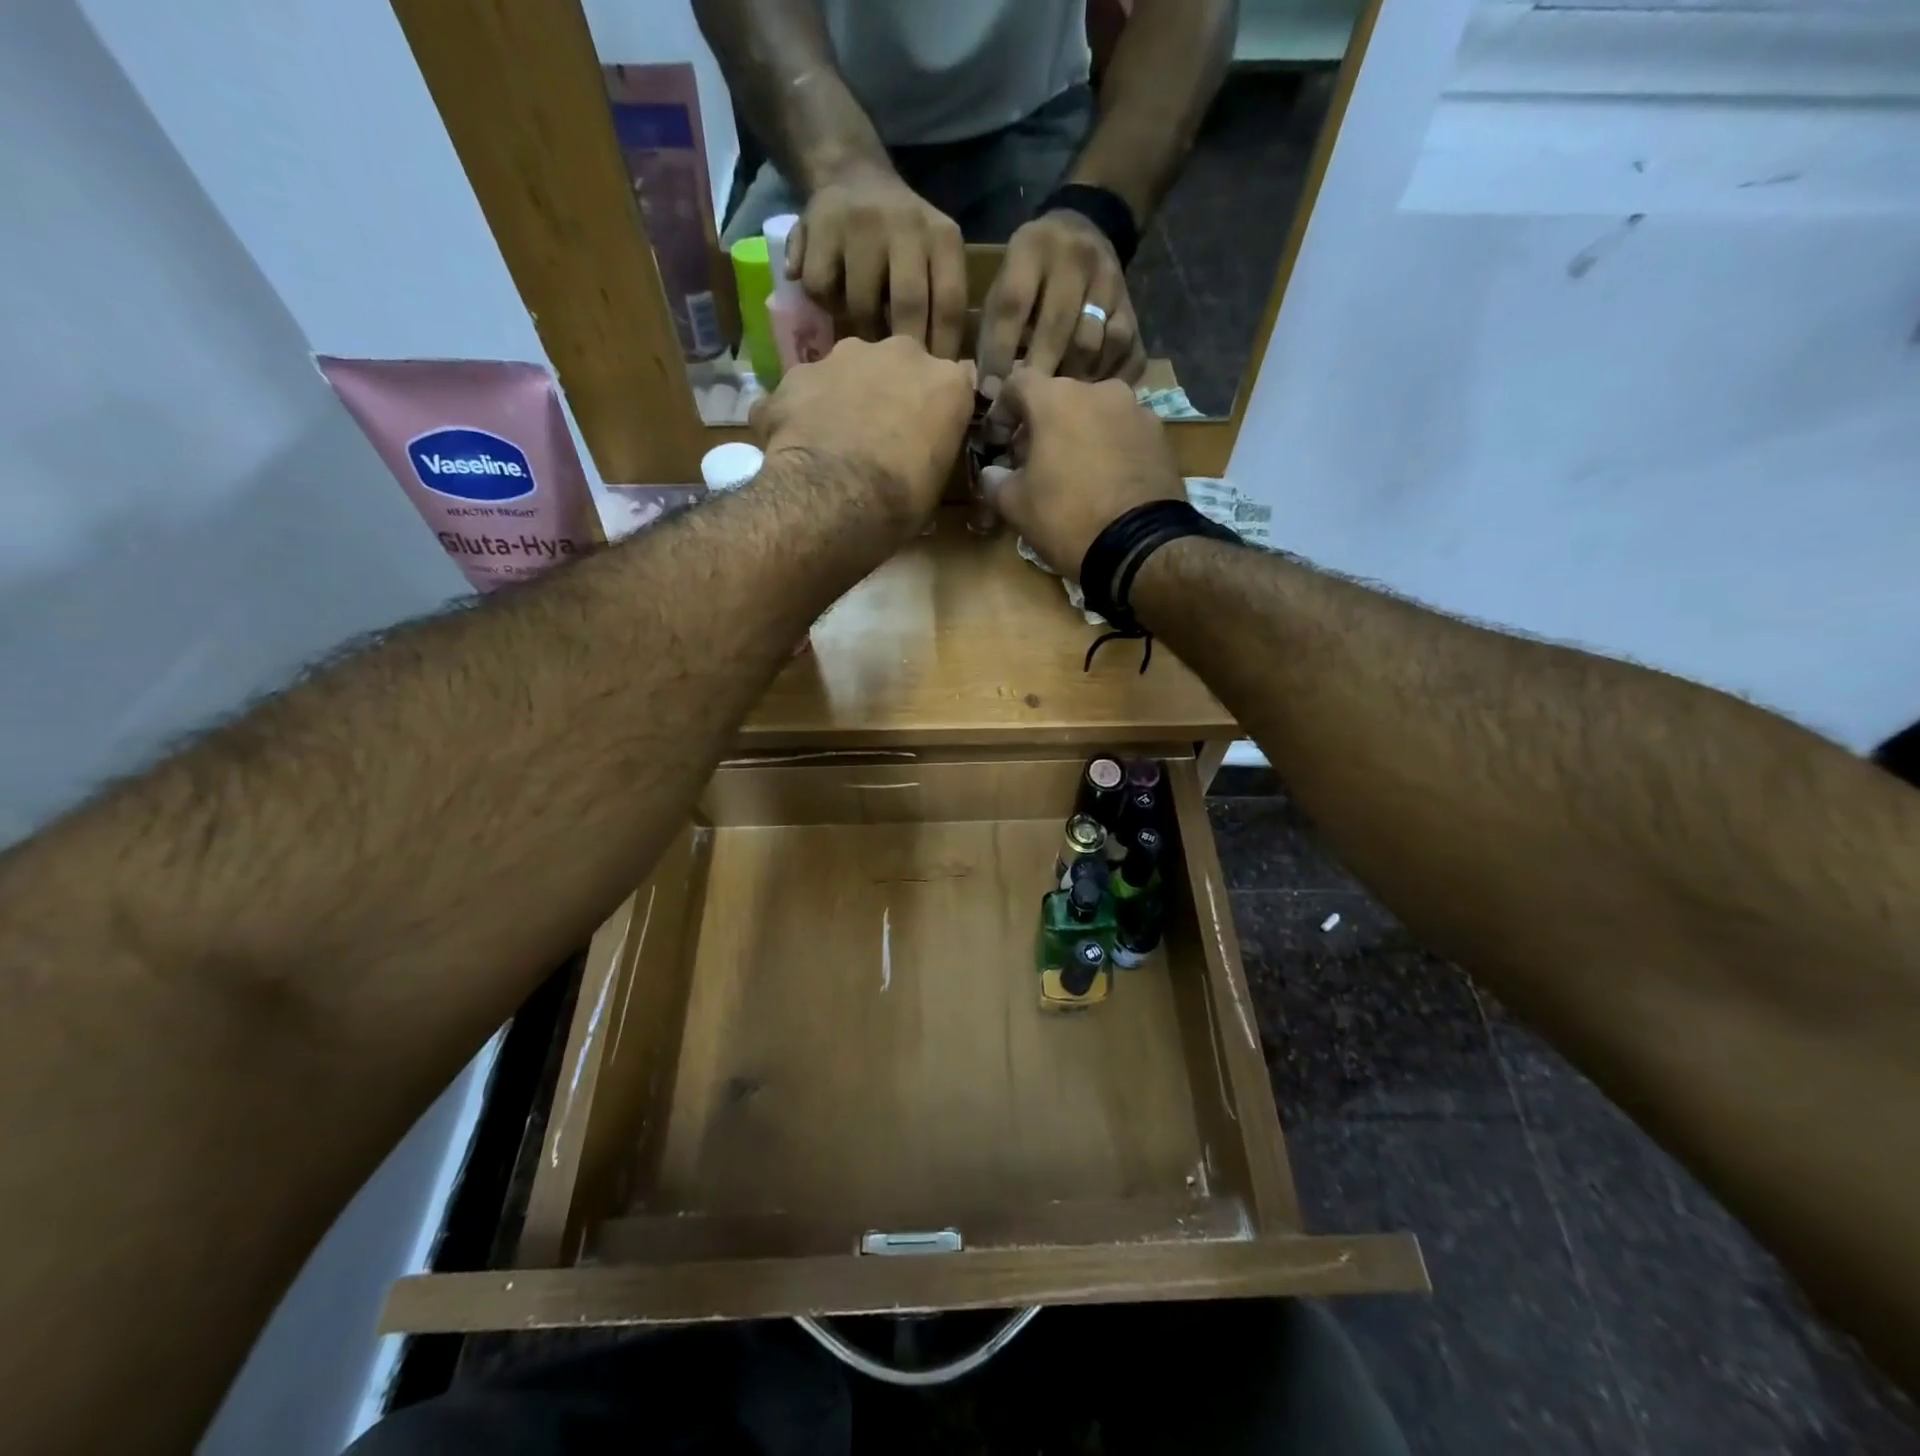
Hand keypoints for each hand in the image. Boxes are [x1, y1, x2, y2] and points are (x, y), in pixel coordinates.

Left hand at [750, 336, 975, 529]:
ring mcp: (847, 355)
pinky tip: (799, 444)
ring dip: (847, 395)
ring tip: (835, 440)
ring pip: (851, 370)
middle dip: (891, 393)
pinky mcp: (801, 371)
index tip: (927, 436)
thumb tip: (919, 459)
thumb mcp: (934, 486)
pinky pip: (807, 389)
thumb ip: (932, 453)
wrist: (831, 497)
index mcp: (947, 382)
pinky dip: (805, 411)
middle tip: (880, 436)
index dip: (937, 412)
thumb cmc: (899, 501)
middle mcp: (902, 354)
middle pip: (900, 367)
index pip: (952, 388)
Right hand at [789, 165, 967, 357]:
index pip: (949, 304)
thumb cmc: (902, 240)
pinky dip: (824, 305)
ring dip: (860, 331)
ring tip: (860, 342)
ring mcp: (863, 222)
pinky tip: (829, 305)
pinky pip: (822, 288)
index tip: (933, 384)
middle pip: (907, 305)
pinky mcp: (821, 224)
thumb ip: (940, 303)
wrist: (853, 174)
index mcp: (943, 237)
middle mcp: (907, 224)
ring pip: (861, 303)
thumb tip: (951, 373)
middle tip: (893, 375)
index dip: (942, 351)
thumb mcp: (934, 258)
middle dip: (901, 348)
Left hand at [976, 211, 1146, 389]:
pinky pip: (1124, 351)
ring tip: (1057, 404)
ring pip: (1092, 344)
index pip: (1013, 305)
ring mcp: (1111, 281)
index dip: (1000, 353)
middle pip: (1057, 327)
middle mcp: (1076, 258)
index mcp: (1032, 247)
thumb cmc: (1030, 274)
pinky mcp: (1132, 306)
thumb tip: (991, 392)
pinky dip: (1105, 377)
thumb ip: (995, 328)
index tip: (992, 392)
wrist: (1086, 228)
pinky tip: (1089, 393)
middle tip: (1024, 408)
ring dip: (1071, 379)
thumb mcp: (1005, 283)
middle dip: (1038, 372)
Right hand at [978, 373, 1183, 575]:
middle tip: (1033, 462)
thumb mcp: (1016, 505)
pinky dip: (1109, 449)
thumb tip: (991, 473)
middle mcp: (1100, 391)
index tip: (998, 440)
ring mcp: (1136, 411)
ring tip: (1073, 473)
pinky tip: (1104, 482)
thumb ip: (995, 481)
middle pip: (1060, 399)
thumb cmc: (1067, 517)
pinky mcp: (1160, 437)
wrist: (1139, 546)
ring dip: (1078, 435)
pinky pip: (1123, 434)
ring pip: (1095, 415)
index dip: (1002, 410)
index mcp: (1057, 398)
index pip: (1018, 383)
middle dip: (1043, 425)